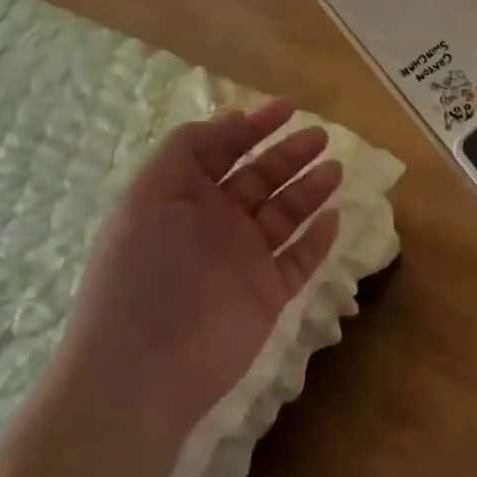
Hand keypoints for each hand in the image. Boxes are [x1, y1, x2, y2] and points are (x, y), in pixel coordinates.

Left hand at [56, 100, 343, 434]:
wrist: (142, 368)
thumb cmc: (143, 269)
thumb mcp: (150, 192)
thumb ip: (187, 148)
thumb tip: (229, 118)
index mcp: (183, 198)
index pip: (223, 151)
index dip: (252, 127)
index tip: (287, 108)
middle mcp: (215, 224)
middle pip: (260, 178)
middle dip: (288, 154)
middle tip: (320, 137)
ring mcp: (243, 260)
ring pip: (285, 215)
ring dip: (309, 189)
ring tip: (334, 169)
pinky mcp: (267, 294)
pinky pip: (300, 260)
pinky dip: (317, 239)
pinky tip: (332, 217)